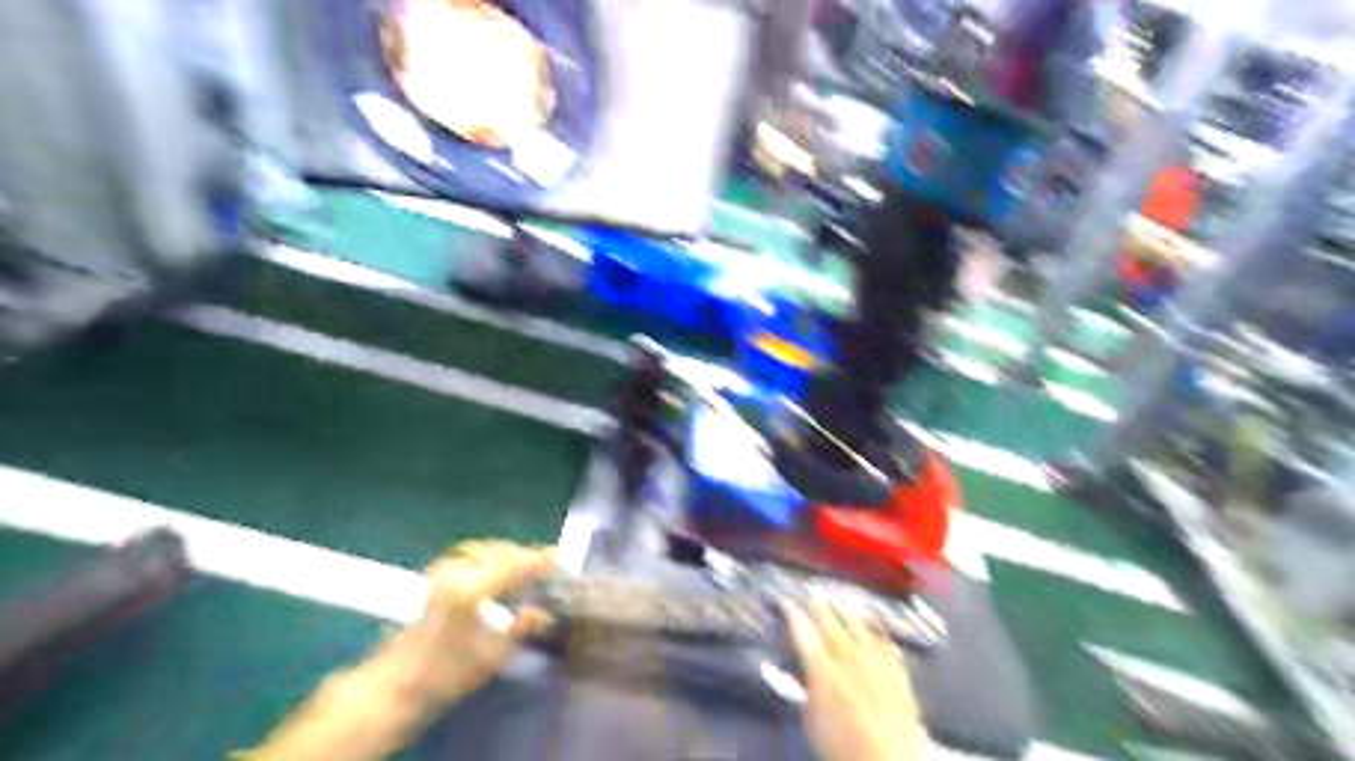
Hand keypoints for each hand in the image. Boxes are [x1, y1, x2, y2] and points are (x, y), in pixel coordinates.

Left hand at [393, 542, 554, 708]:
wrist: (396, 684)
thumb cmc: (446, 673)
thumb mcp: (492, 655)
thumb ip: (521, 628)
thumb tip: (544, 613)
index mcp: (471, 589)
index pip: (513, 564)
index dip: (538, 559)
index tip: (558, 555)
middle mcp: (456, 573)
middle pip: (498, 551)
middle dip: (524, 554)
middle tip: (545, 562)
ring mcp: (442, 572)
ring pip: (483, 549)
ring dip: (506, 553)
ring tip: (525, 565)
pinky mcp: (435, 577)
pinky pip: (470, 555)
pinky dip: (489, 556)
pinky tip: (497, 569)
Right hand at [783, 596, 920, 760]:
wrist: (888, 759)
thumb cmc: (842, 743)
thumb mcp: (811, 718)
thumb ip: (808, 688)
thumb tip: (806, 672)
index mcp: (822, 667)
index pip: (802, 632)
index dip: (792, 614)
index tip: (784, 600)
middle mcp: (849, 656)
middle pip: (831, 623)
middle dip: (819, 606)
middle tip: (812, 592)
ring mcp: (875, 661)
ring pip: (860, 627)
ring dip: (848, 611)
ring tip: (842, 599)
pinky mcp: (897, 671)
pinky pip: (886, 644)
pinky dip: (879, 634)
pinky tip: (877, 629)